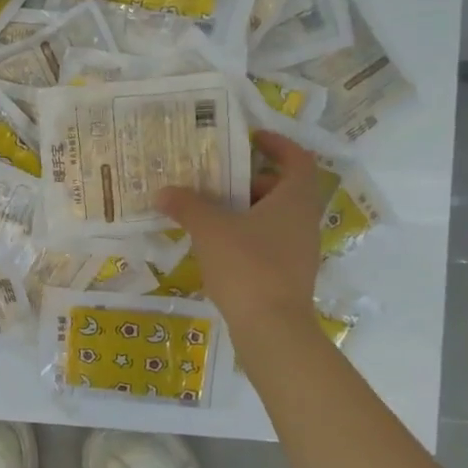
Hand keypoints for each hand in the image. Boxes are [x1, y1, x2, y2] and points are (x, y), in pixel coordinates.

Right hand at [154, 131, 322, 334]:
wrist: (272, 329)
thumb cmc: (248, 266)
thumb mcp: (210, 229)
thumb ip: (187, 206)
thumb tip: (164, 192)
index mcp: (295, 199)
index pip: (297, 158)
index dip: (277, 143)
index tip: (250, 138)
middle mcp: (304, 220)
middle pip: (282, 188)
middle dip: (249, 180)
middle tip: (217, 180)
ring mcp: (300, 250)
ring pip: (274, 217)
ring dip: (244, 210)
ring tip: (209, 212)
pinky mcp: (289, 275)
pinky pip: (268, 242)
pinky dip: (246, 236)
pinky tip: (216, 246)